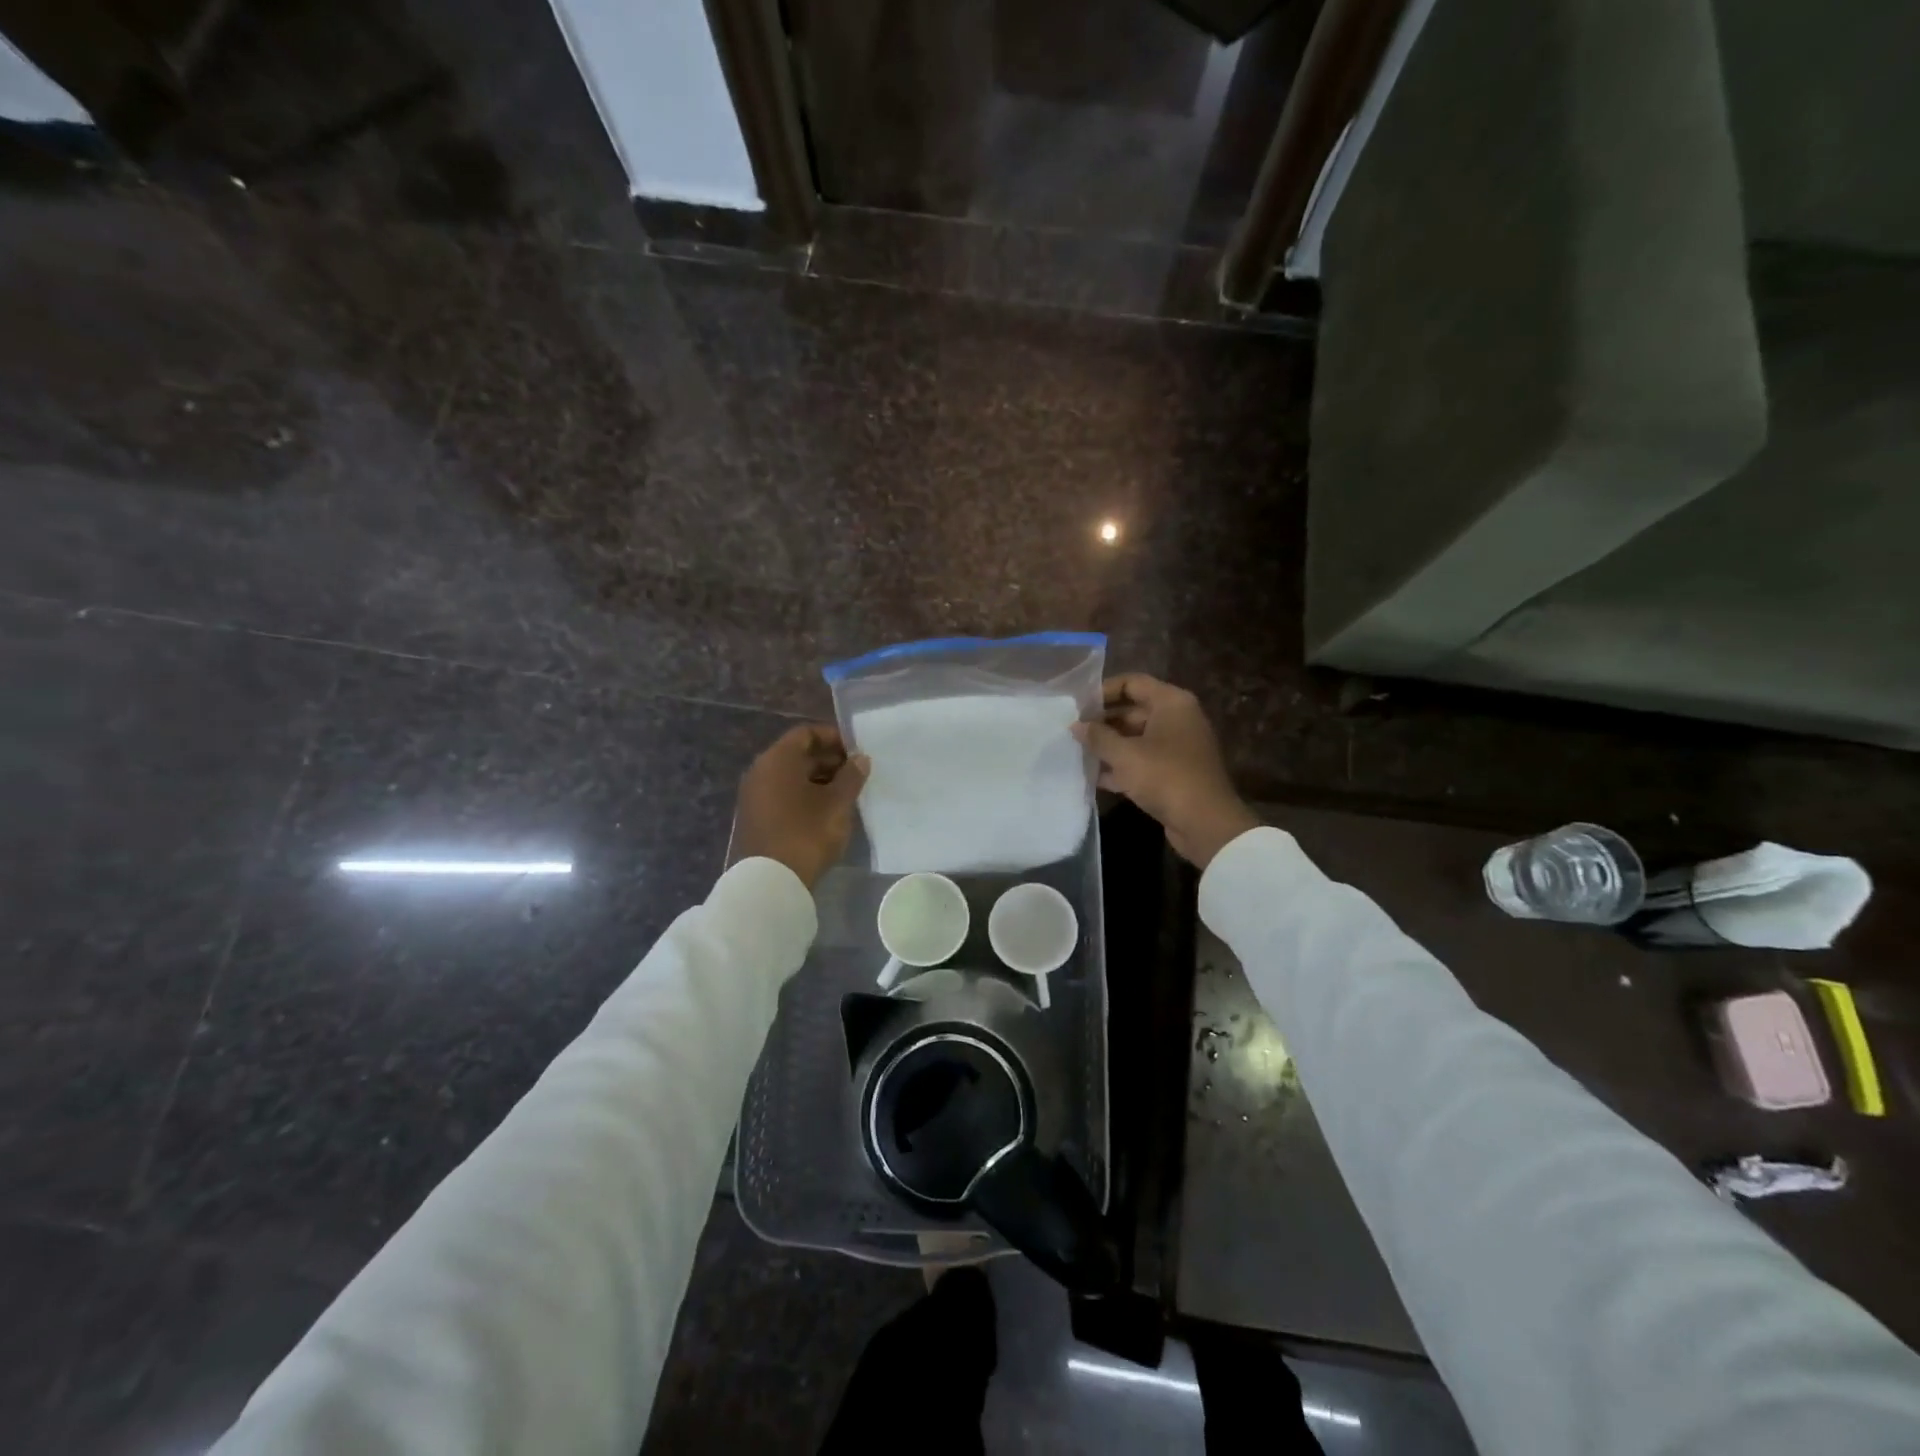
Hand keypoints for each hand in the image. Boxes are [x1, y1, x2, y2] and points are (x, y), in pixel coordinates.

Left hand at [732, 725, 869, 889]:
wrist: (769, 883)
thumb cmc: (806, 833)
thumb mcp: (837, 803)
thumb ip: (851, 776)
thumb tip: (860, 759)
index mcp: (778, 760)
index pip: (806, 733)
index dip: (833, 737)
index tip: (856, 751)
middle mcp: (761, 771)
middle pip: (797, 754)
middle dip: (829, 760)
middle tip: (856, 774)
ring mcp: (754, 796)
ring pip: (790, 777)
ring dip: (819, 780)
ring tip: (846, 795)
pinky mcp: (755, 818)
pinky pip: (783, 795)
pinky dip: (805, 796)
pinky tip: (826, 812)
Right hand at [1071, 675, 1257, 867]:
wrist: (1205, 823)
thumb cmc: (1165, 777)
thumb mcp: (1125, 755)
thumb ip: (1098, 737)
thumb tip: (1076, 725)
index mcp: (1171, 703)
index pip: (1133, 683)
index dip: (1103, 691)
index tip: (1078, 705)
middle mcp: (1177, 719)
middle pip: (1133, 711)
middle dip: (1102, 722)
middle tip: (1072, 732)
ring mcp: (1177, 747)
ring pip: (1135, 738)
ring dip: (1109, 746)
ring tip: (1077, 752)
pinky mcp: (1173, 772)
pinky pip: (1142, 761)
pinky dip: (1121, 766)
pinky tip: (1093, 776)